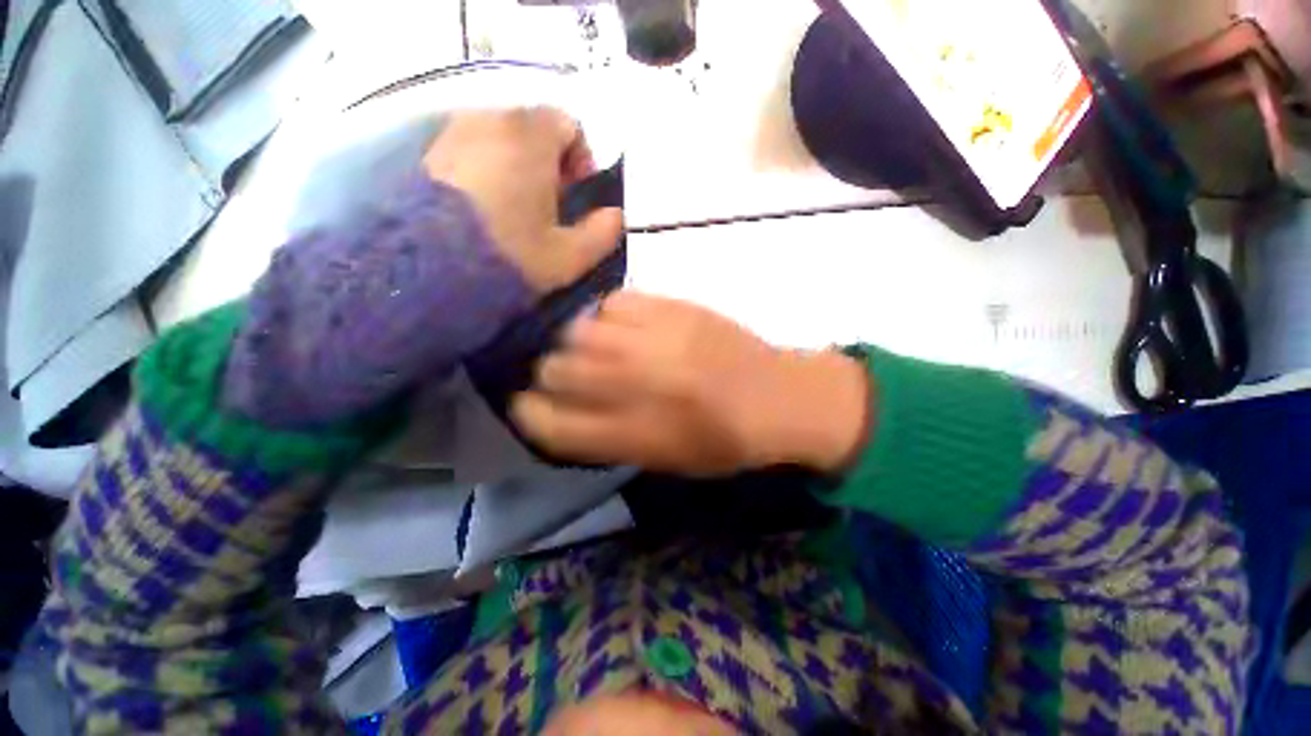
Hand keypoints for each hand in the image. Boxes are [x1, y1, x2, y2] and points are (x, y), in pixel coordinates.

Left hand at [425, 108, 622, 293]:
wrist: (428, 271)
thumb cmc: (511, 256)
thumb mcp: (569, 255)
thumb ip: (602, 233)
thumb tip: (615, 216)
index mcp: (530, 137)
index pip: (567, 125)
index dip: (581, 159)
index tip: (577, 196)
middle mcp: (490, 120)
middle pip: (533, 129)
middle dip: (550, 163)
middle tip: (550, 206)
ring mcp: (454, 134)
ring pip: (501, 139)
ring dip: (518, 166)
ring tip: (518, 210)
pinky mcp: (430, 155)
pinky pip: (472, 151)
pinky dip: (488, 171)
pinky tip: (486, 210)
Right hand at [511, 292, 872, 475]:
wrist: (778, 396)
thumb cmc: (722, 441)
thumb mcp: (660, 457)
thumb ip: (604, 435)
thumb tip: (558, 408)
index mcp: (634, 435)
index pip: (549, 425)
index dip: (526, 414)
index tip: (525, 405)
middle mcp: (636, 386)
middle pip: (555, 371)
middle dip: (548, 374)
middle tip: (562, 374)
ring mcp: (654, 341)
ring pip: (577, 330)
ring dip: (574, 342)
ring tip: (592, 347)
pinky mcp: (672, 308)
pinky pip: (613, 303)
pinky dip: (607, 316)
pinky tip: (621, 327)